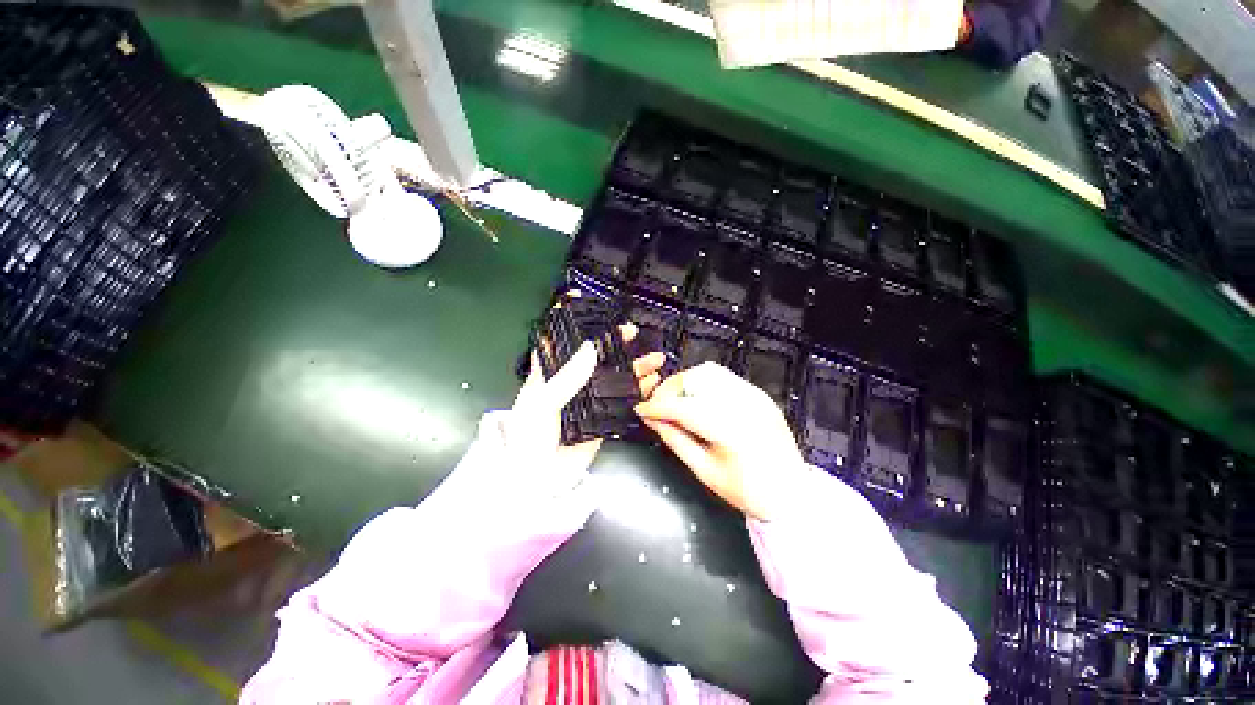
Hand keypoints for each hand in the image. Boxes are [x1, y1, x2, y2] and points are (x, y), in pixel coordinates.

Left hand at [506, 322, 665, 478]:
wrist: (535, 483)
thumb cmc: (529, 439)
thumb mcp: (541, 405)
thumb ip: (566, 378)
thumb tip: (590, 347)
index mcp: (550, 374)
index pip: (560, 340)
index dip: (570, 321)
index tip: (583, 301)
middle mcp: (571, 383)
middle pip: (595, 356)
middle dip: (613, 342)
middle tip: (631, 332)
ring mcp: (589, 401)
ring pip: (614, 377)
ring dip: (634, 367)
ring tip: (655, 358)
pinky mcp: (603, 419)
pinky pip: (623, 401)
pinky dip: (638, 391)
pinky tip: (652, 383)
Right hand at [634, 362, 805, 521]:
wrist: (792, 494)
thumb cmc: (746, 490)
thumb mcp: (703, 470)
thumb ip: (674, 439)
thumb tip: (652, 419)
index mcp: (728, 428)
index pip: (681, 406)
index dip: (656, 406)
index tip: (641, 409)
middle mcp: (742, 402)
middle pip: (694, 379)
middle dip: (669, 389)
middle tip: (658, 406)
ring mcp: (753, 394)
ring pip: (707, 372)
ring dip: (685, 383)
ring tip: (676, 402)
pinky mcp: (758, 393)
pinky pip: (724, 377)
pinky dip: (704, 384)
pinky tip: (698, 400)